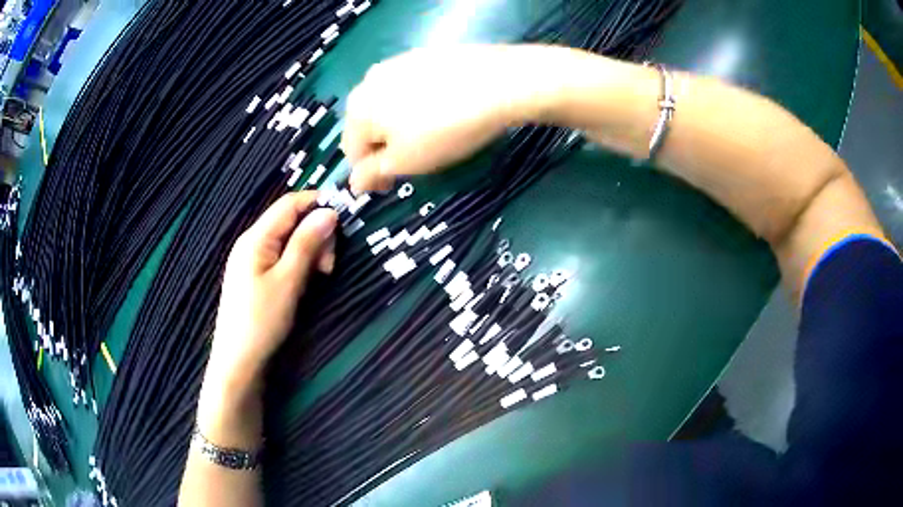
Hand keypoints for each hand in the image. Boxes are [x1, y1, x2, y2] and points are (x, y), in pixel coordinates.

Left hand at [207, 192, 336, 389]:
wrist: (238, 361)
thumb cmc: (261, 320)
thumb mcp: (288, 281)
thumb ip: (307, 243)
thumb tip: (329, 212)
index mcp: (255, 238)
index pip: (290, 203)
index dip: (317, 203)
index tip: (344, 221)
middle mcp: (252, 242)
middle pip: (290, 221)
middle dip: (315, 234)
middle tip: (329, 265)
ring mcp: (252, 259)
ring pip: (288, 240)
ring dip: (310, 250)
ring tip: (321, 275)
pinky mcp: (256, 275)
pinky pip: (282, 257)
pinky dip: (299, 263)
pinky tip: (306, 280)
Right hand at [343, 45, 559, 193]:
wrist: (498, 83)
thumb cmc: (445, 128)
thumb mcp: (406, 161)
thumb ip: (373, 173)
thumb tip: (354, 183)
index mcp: (357, 109)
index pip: (352, 152)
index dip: (370, 174)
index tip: (392, 186)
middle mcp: (369, 80)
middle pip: (368, 125)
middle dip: (384, 147)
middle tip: (413, 161)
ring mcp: (398, 63)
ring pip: (388, 104)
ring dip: (399, 125)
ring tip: (429, 135)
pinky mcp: (424, 55)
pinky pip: (410, 87)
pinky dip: (416, 103)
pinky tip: (442, 110)